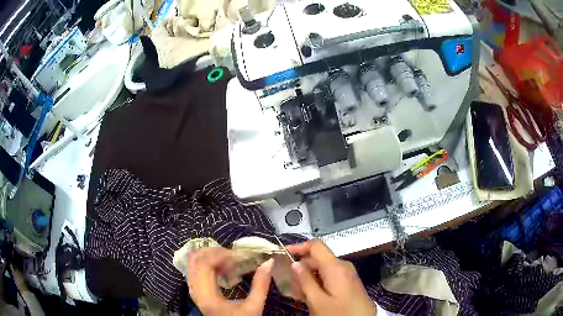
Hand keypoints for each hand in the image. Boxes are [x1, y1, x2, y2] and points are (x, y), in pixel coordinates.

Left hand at [186, 247, 273, 315]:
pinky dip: (207, 262)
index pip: (204, 265)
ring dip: (209, 256)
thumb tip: (268, 262)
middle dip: (214, 252)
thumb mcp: (254, 307)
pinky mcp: (196, 290)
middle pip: (195, 259)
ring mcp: (193, 290)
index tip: (239, 255)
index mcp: (207, 296)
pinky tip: (222, 268)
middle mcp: (195, 291)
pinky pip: (195, 268)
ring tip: (228, 260)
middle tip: (233, 255)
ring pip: (192, 262)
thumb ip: (261, 285)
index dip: (220, 255)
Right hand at [287, 240, 375, 315]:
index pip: (316, 246)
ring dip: (308, 276)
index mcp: (336, 267)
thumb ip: (305, 281)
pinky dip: (317, 282)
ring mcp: (347, 275)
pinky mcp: (348, 283)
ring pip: (323, 269)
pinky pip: (330, 276)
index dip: (299, 247)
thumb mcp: (317, 301)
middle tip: (287, 280)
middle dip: (301, 266)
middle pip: (318, 258)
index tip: (284, 253)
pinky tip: (309, 294)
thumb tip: (296, 264)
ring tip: (296, 290)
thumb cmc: (339, 313)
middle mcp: (343, 266)